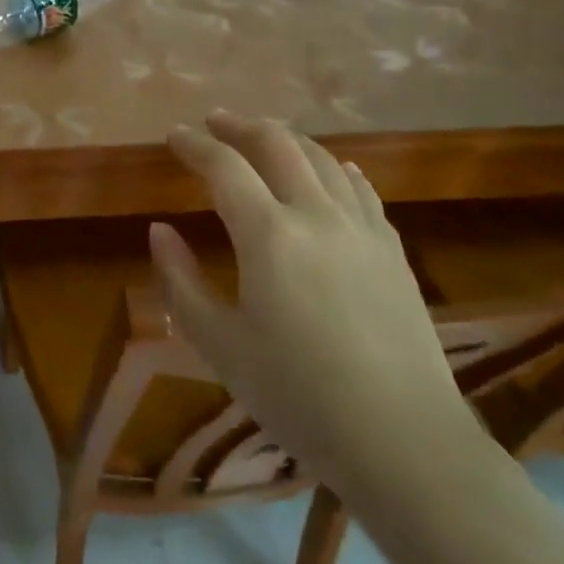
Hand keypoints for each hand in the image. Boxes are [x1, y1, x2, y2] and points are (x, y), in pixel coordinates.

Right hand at [149, 112, 476, 491]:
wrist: (404, 441)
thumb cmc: (298, 396)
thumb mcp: (220, 345)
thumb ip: (181, 281)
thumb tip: (159, 230)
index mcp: (268, 234)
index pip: (223, 166)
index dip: (194, 144)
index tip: (174, 135)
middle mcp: (316, 215)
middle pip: (277, 144)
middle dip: (240, 126)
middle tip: (215, 122)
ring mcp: (362, 228)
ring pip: (322, 158)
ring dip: (286, 139)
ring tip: (263, 138)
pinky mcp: (392, 249)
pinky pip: (361, 189)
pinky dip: (336, 168)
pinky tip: (333, 170)